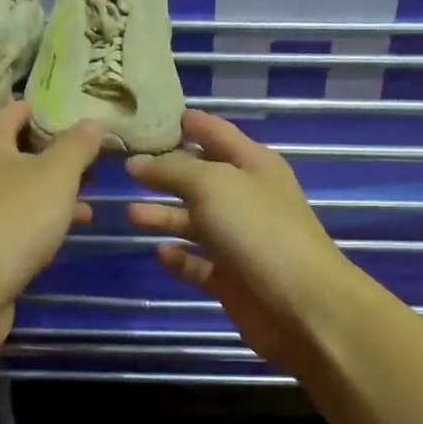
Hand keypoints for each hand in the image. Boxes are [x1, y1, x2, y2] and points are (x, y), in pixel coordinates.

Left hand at [0, 101, 103, 353]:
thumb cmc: (13, 220)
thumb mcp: (55, 175)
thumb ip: (77, 147)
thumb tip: (93, 122)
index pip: (10, 112)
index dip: (37, 107)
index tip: (68, 109)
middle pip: (16, 153)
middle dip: (53, 153)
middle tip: (89, 155)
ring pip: (21, 191)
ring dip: (53, 191)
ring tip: (90, 195)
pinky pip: (19, 223)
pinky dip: (44, 221)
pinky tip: (68, 230)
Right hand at [126, 110, 364, 372]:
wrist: (299, 303)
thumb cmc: (258, 230)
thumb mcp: (212, 184)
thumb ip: (172, 170)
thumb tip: (137, 163)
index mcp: (253, 165)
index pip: (215, 133)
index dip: (186, 124)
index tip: (146, 120)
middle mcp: (247, 198)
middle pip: (200, 179)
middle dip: (165, 173)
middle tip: (122, 168)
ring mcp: (240, 241)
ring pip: (195, 223)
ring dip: (164, 217)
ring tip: (129, 214)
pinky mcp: (231, 279)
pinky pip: (198, 264)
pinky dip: (179, 258)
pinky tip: (158, 252)